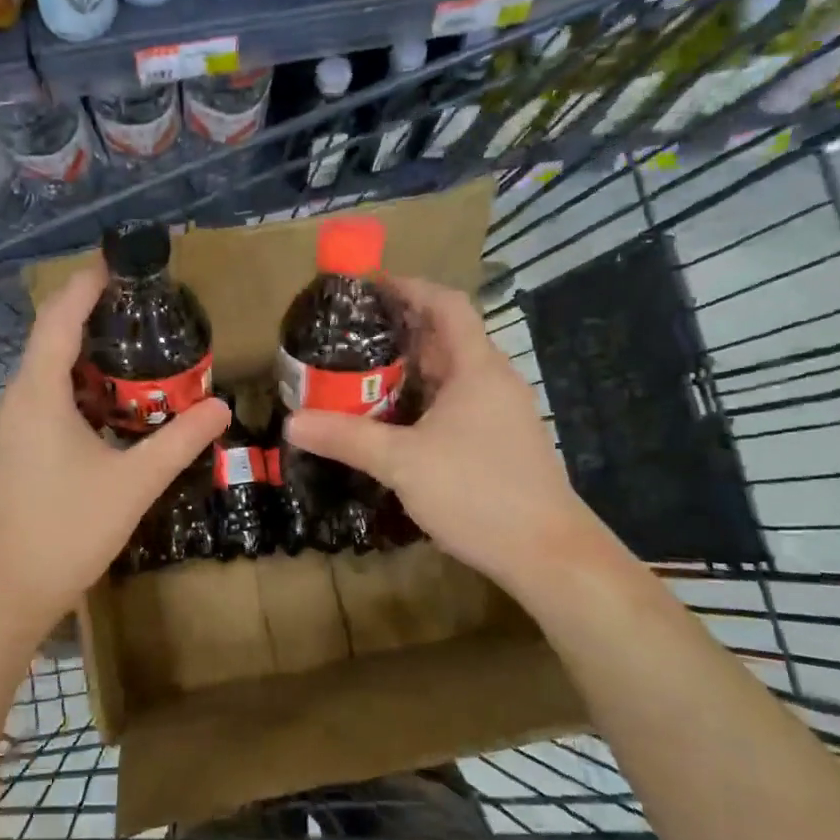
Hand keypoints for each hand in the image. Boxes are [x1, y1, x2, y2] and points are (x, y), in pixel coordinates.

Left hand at [0, 260, 230, 640]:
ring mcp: (8, 427)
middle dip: (97, 321)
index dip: (86, 285)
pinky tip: (113, 409)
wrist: (4, 593)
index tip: (119, 263)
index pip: (59, 318)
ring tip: (138, 356)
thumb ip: (180, 440)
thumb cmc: (65, 530)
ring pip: (49, 376)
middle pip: (53, 341)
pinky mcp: (11, 451)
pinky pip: (46, 402)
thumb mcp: (133, 483)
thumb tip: (221, 406)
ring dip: (90, 362)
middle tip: (147, 314)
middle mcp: (15, 400)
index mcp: (37, 394)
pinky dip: (79, 392)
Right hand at [284, 277, 598, 585]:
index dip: (410, 287)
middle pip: (446, 337)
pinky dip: (423, 400)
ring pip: (450, 374)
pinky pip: (456, 403)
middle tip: (350, 333)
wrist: (548, 553)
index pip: (446, 305)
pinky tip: (394, 421)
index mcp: (477, 368)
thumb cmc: (478, 492)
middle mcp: (493, 381)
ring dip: (410, 368)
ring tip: (362, 372)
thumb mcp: (403, 462)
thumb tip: (292, 422)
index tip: (369, 286)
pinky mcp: (499, 442)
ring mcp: (501, 413)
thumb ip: (346, 438)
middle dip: (400, 329)